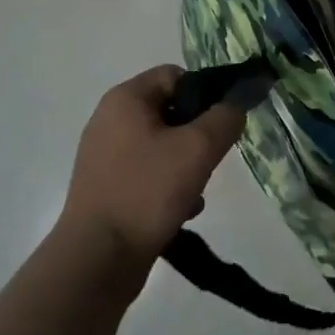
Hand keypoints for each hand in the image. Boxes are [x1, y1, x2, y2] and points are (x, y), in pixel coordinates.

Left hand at [58, 65, 246, 273]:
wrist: (96, 260)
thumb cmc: (146, 192)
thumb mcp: (198, 149)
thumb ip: (225, 118)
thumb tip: (237, 102)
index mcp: (125, 99)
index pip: (175, 75)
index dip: (205, 93)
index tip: (223, 123)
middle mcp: (109, 120)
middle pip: (170, 111)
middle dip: (197, 134)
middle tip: (211, 159)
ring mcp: (104, 156)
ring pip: (161, 146)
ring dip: (185, 164)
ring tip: (196, 191)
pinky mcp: (105, 188)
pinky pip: (147, 174)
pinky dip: (167, 187)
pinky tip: (181, 211)